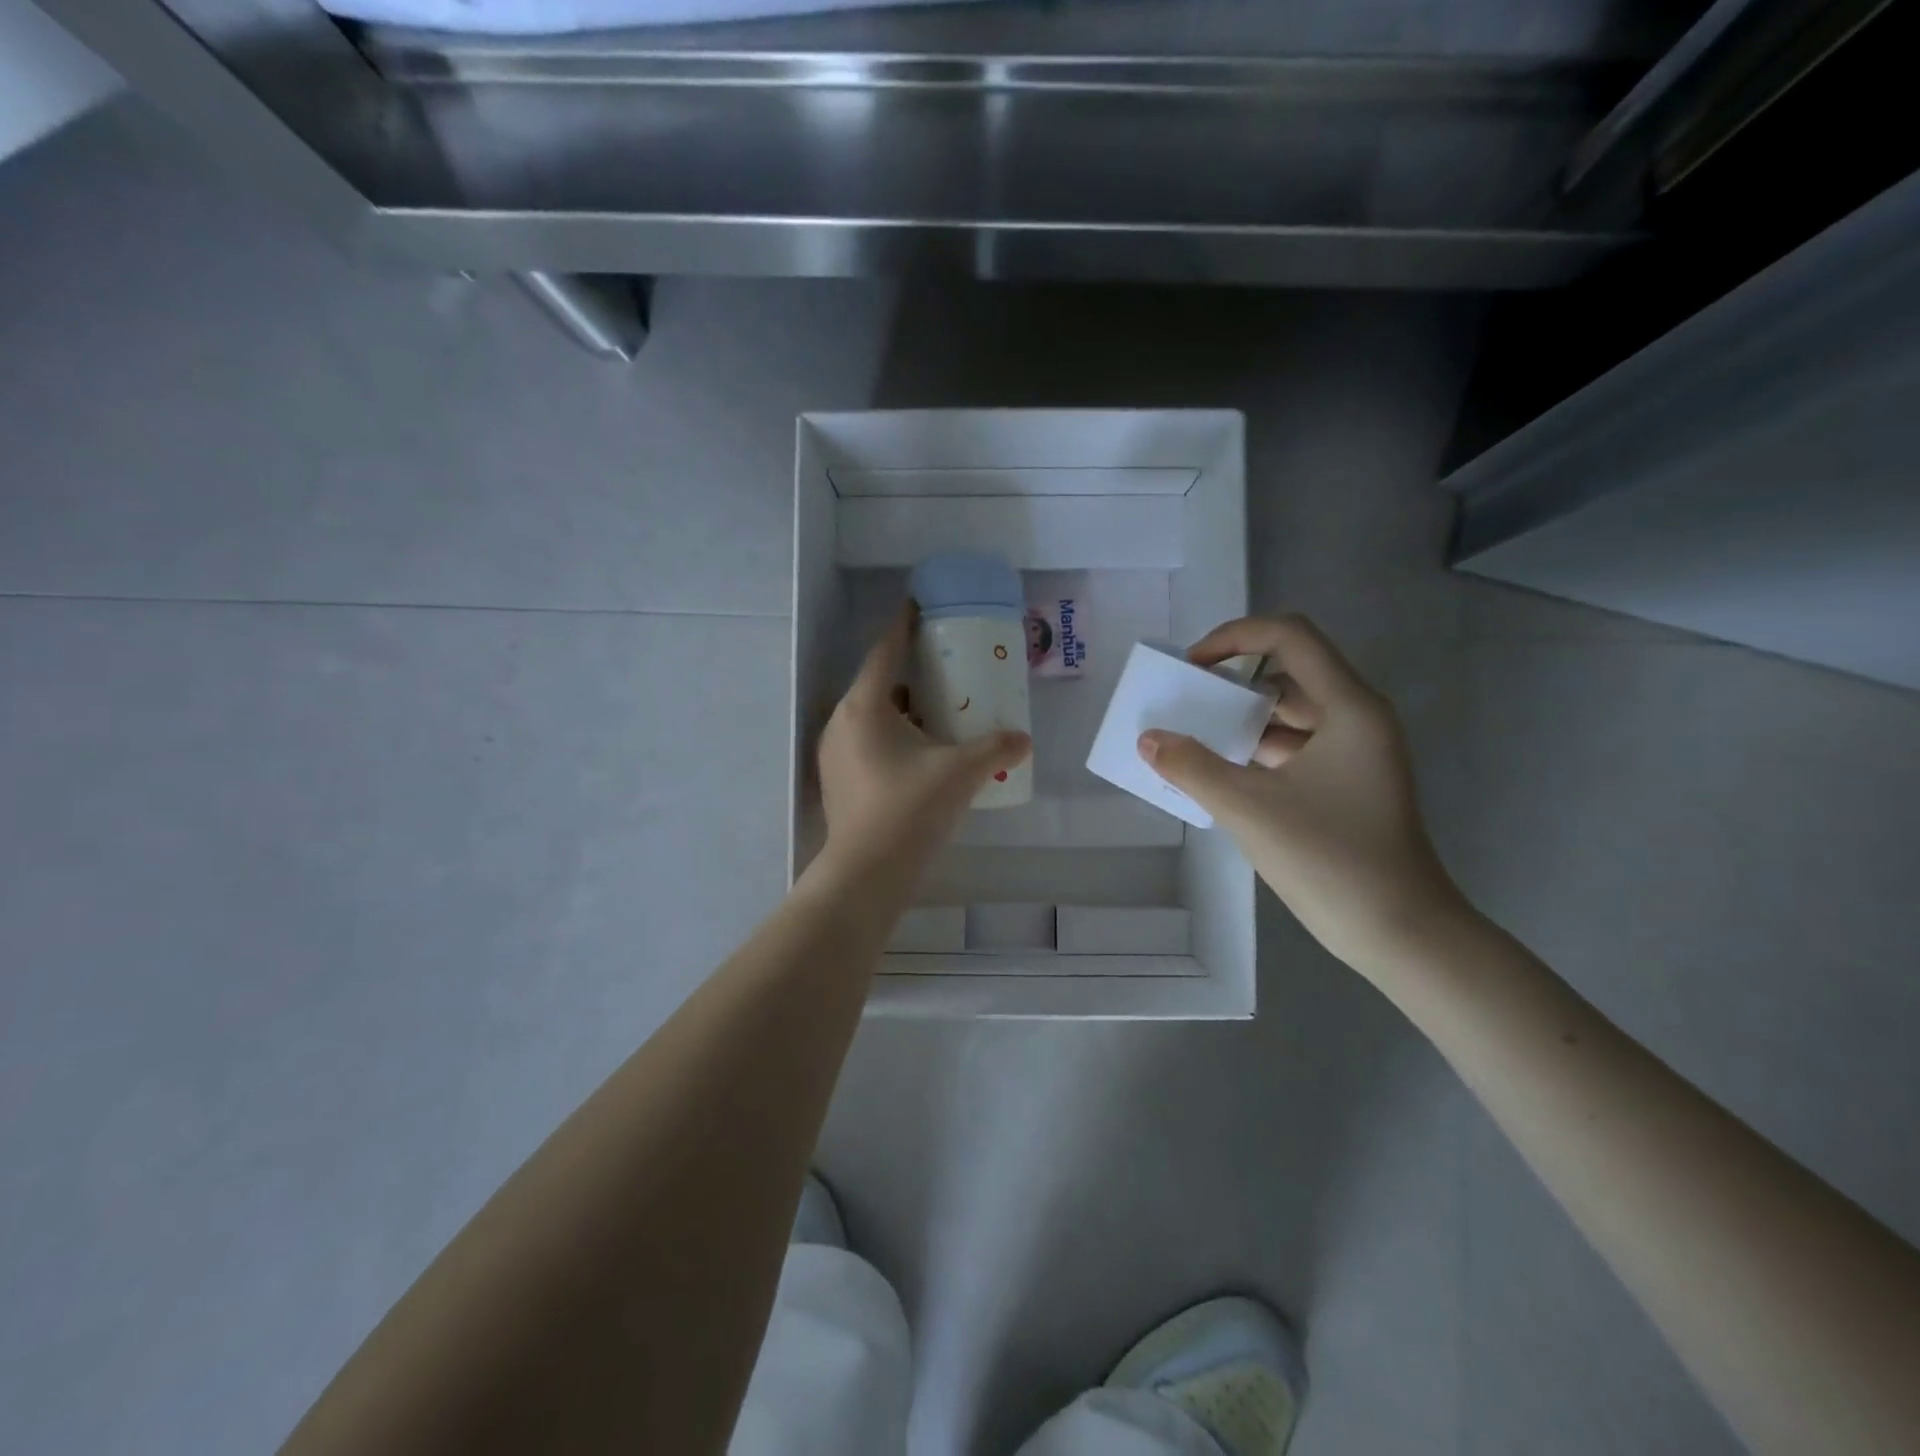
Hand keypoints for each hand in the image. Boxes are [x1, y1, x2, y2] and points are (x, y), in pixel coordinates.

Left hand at [815, 607, 1031, 890]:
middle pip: (877, 684)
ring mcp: (834, 754)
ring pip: (871, 718)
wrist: (868, 871)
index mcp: (864, 706)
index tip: (917, 608)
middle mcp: (841, 722)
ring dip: (901, 711)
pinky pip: (866, 743)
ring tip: (937, 713)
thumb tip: (1024, 740)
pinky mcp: (838, 781)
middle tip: (942, 670)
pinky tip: (920, 755)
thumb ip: (996, 749)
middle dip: (908, 674)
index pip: (884, 651)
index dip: (903, 627)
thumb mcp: (961, 772)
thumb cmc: (910, 808)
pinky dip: (891, 738)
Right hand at [1137, 615, 1466, 979]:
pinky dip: (1257, 752)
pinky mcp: (1348, 783)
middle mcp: (1357, 718)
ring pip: (1290, 714)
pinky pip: (1295, 748)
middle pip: (1287, 673)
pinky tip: (1220, 774)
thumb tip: (1148, 739)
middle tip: (1186, 703)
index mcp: (1348, 708)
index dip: (1234, 637)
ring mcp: (1356, 753)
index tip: (1191, 666)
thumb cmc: (1330, 860)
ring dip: (1242, 721)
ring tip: (1193, 739)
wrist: (1401, 933)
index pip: (1289, 636)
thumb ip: (1192, 768)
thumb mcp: (1249, 809)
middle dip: (1231, 682)